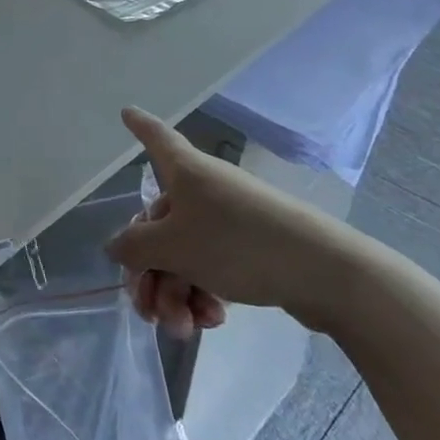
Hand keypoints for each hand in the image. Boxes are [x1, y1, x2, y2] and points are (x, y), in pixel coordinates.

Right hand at [108, 107, 361, 335]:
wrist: (323, 272)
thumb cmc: (236, 243)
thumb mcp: (172, 247)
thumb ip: (134, 247)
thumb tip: (116, 246)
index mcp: (183, 172)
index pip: (155, 137)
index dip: (139, 125)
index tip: (126, 111)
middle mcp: (203, 188)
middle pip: (158, 222)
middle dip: (148, 272)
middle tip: (148, 311)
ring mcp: (228, 219)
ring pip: (182, 254)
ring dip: (174, 293)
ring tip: (183, 328)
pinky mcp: (250, 248)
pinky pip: (210, 266)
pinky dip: (202, 294)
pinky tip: (210, 321)